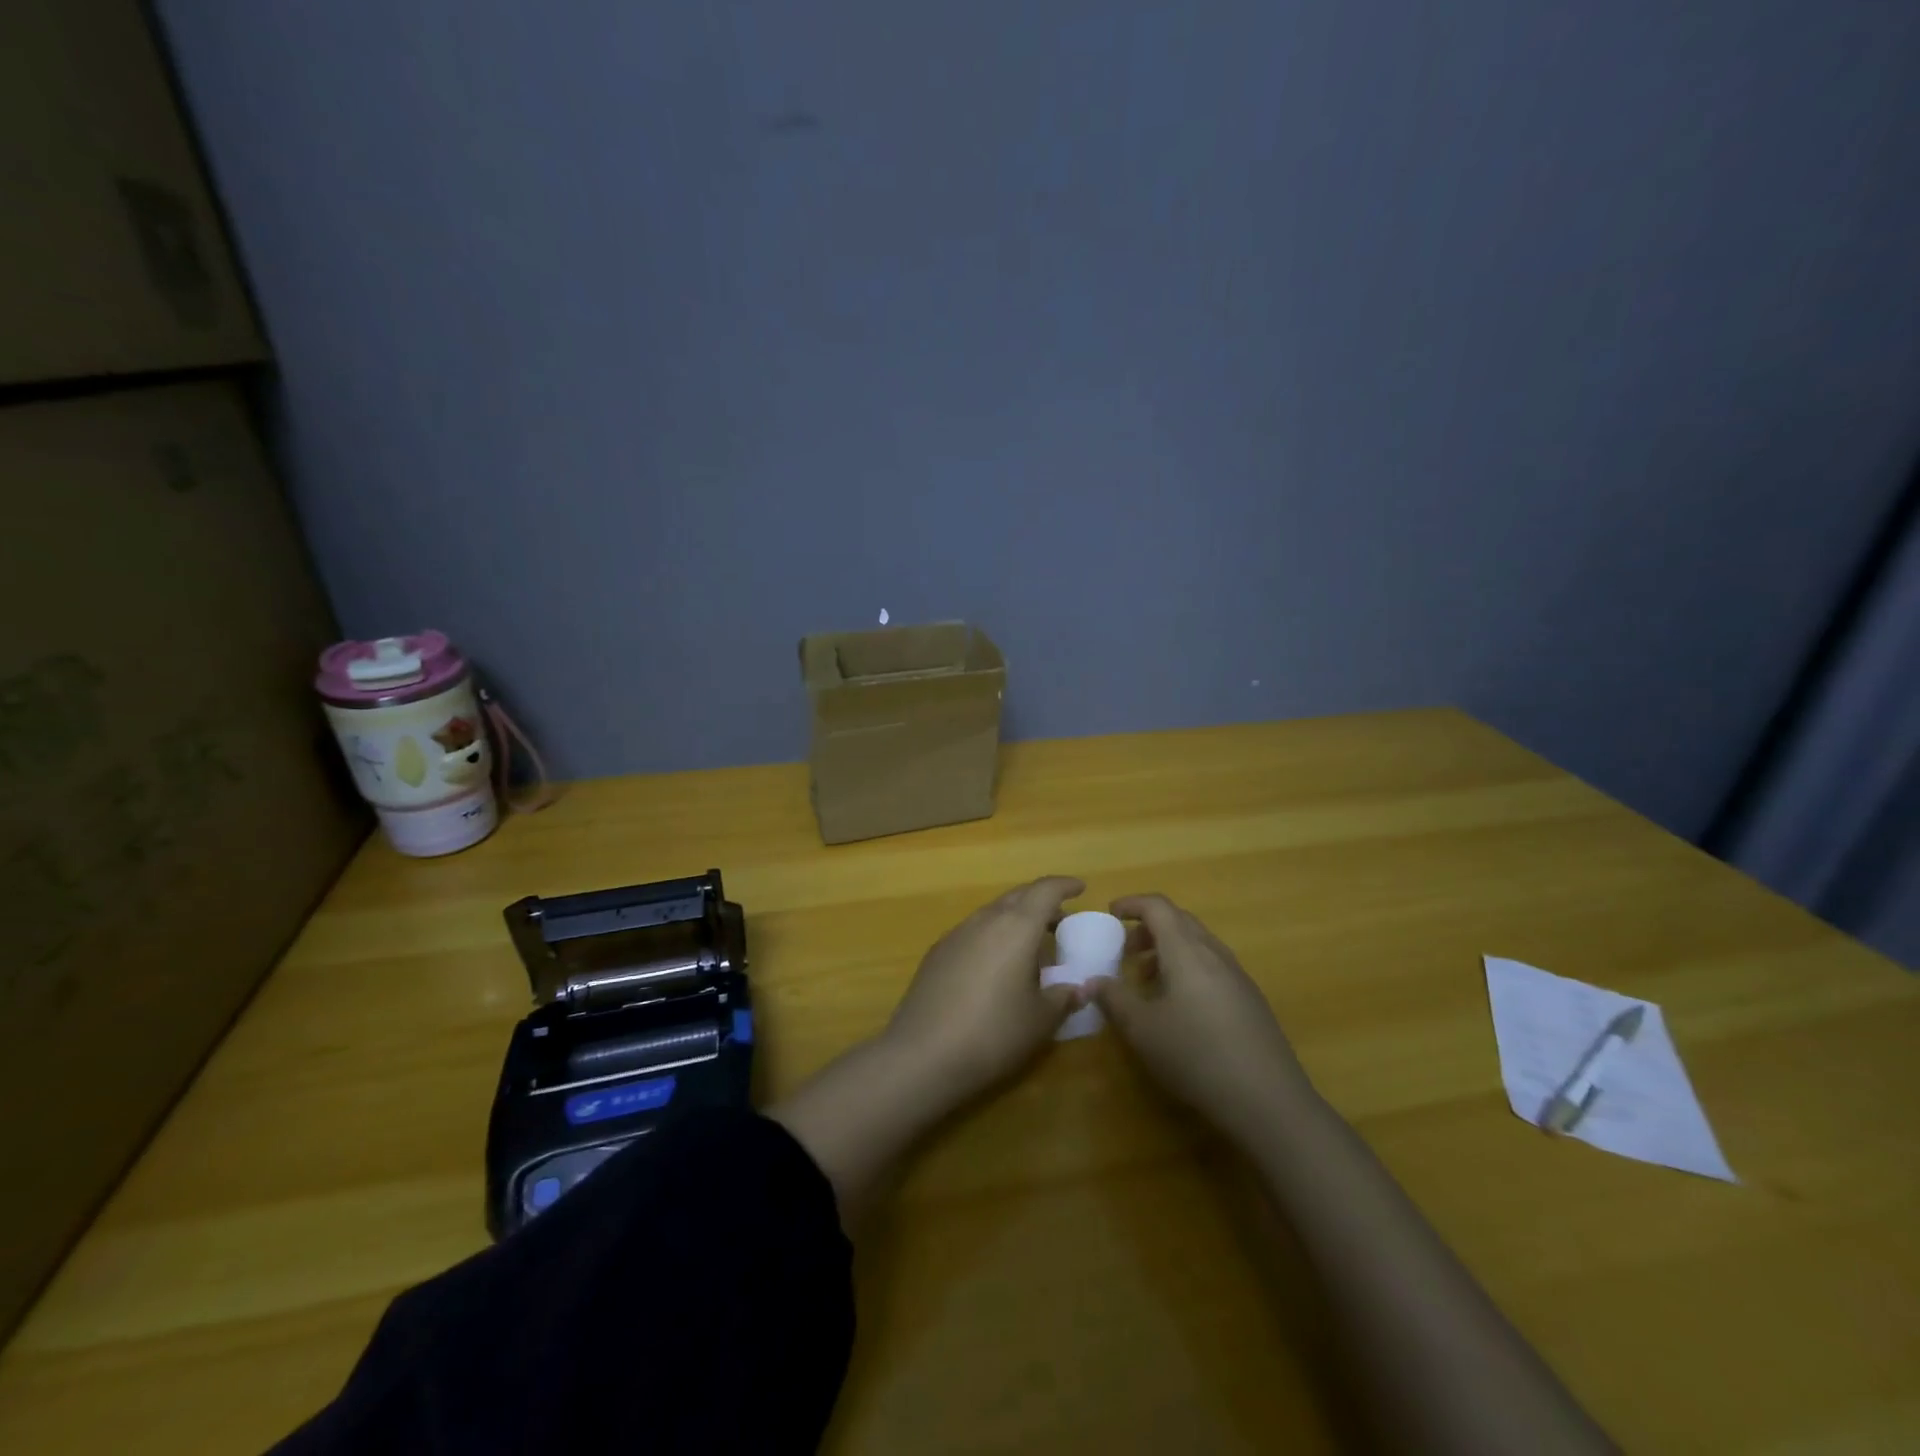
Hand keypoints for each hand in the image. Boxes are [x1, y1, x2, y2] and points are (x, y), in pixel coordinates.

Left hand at [884, 876, 1086, 1103]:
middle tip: (1060, 921)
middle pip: (1017, 897)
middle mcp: (985, 920)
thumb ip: (1064, 998)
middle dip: (1040, 902)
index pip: (1044, 890)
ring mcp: (956, 934)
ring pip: (992, 913)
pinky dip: (992, 937)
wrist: (922, 1053)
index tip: (1080, 888)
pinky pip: (973, 932)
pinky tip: (995, 966)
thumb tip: (1082, 988)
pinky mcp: (936, 953)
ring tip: (1030, 946)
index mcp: (1016, 927)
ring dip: (1014, 920)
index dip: (1064, 885)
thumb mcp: (1040, 1020)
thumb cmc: (993, 1032)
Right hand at [1091, 894, 1312, 1141]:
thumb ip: (1113, 999)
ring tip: (1148, 981)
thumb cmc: (1195, 1054)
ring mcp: (1237, 976)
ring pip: (1198, 944)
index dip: (1132, 903)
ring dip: (1169, 950)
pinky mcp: (1250, 1000)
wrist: (1267, 1099)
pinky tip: (1180, 1008)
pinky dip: (1188, 969)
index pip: (1158, 906)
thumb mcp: (1142, 1029)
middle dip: (1149, 928)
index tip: (1110, 914)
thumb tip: (1092, 982)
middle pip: (1180, 920)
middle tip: (1125, 951)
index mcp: (1186, 950)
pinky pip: (1212, 966)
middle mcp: (1214, 953)